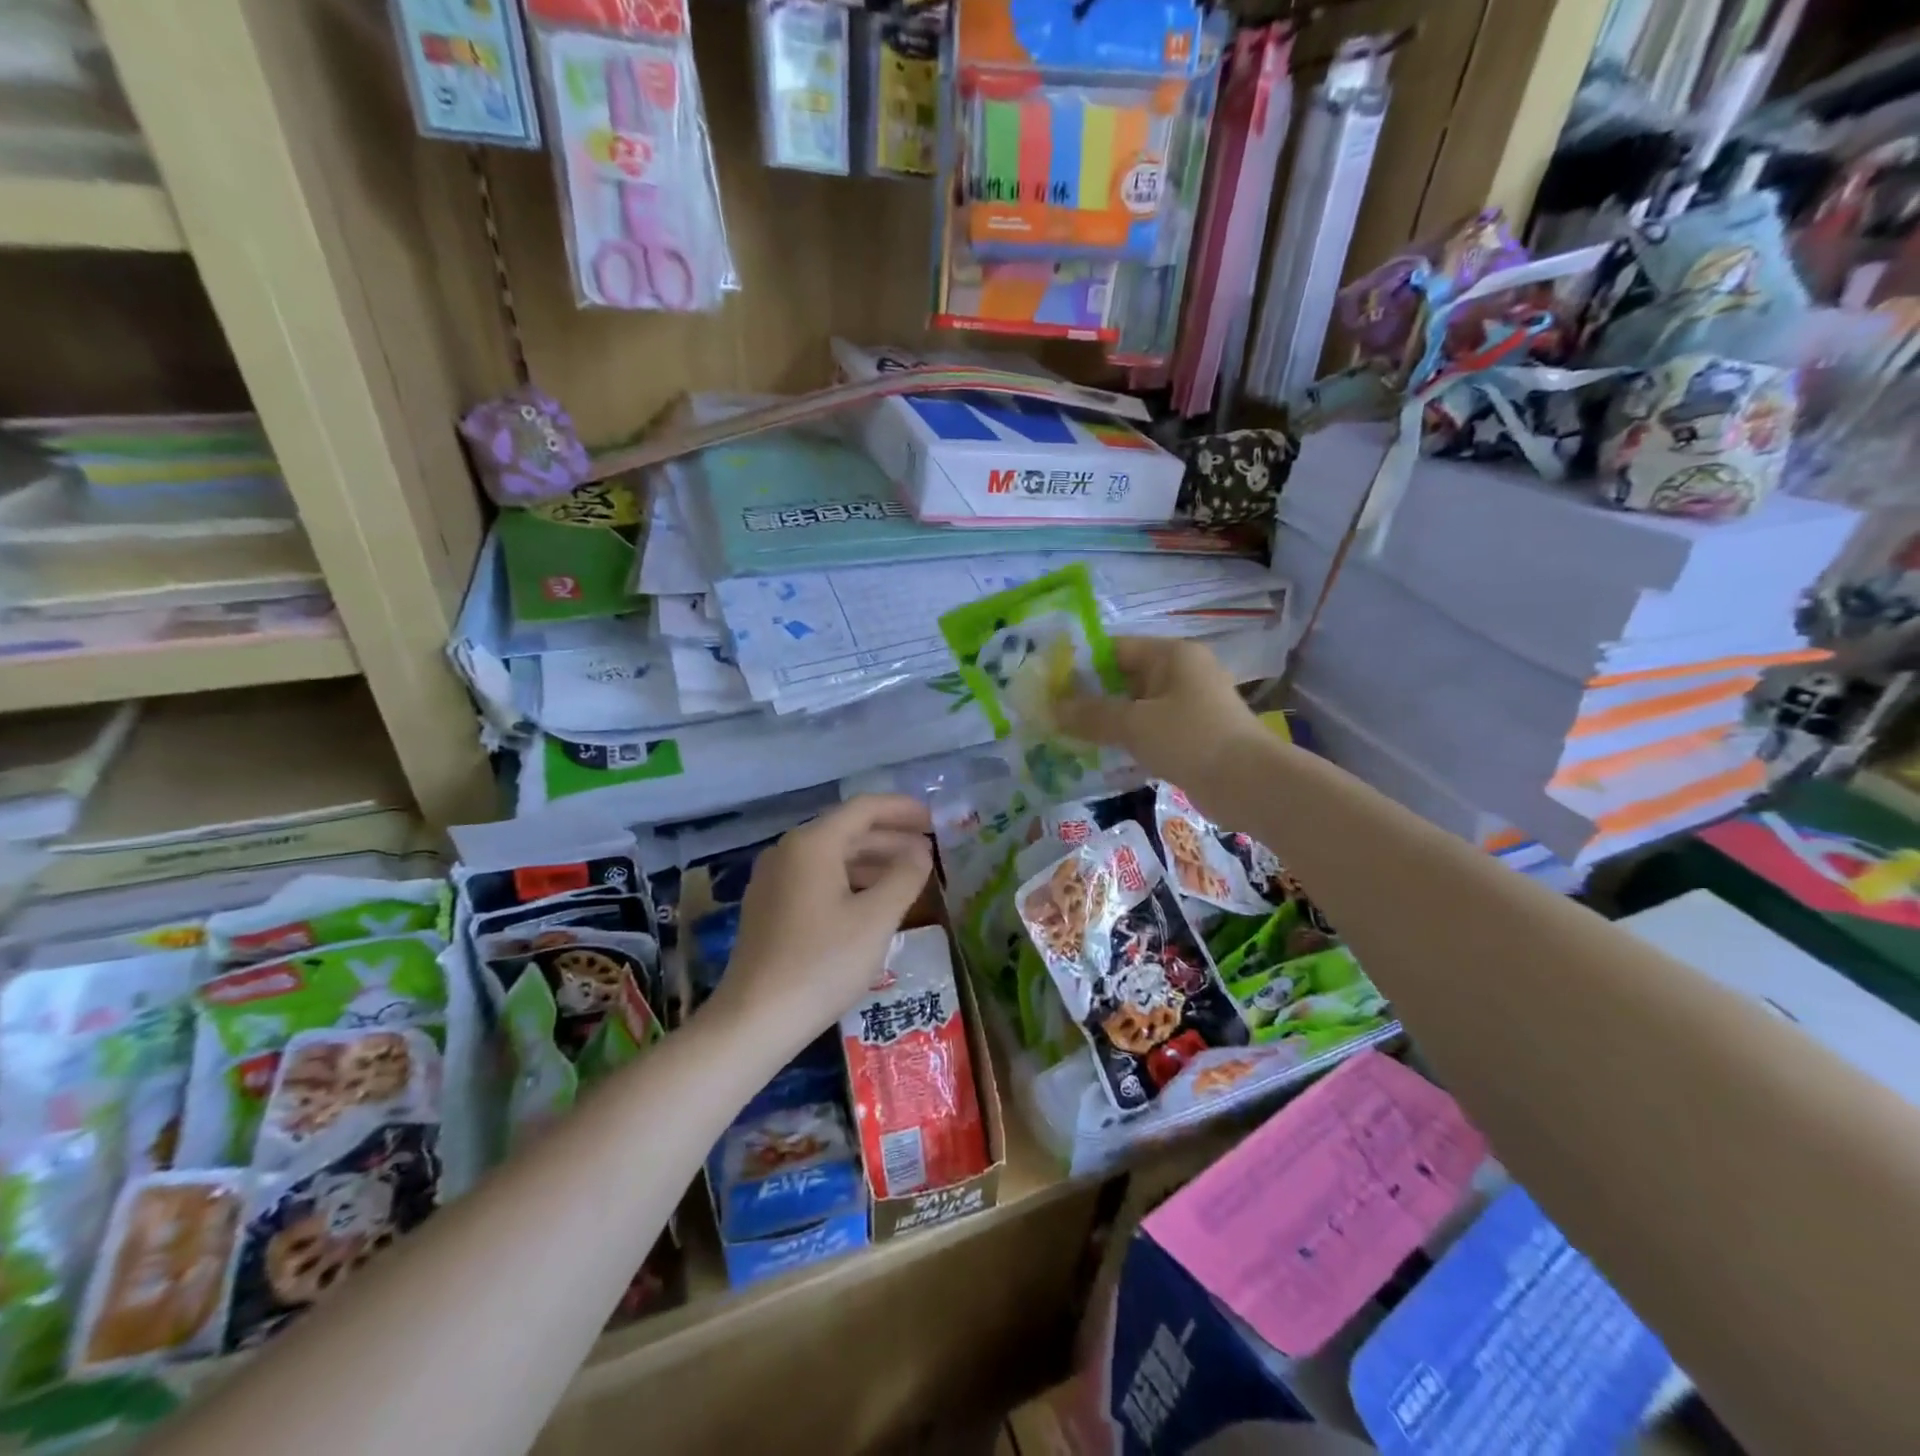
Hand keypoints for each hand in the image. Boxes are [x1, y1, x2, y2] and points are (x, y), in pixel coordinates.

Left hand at [707, 795, 933, 1054]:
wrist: (755, 1020)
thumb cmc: (822, 963)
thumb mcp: (876, 919)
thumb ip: (905, 876)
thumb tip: (920, 851)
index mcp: (812, 844)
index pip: (864, 808)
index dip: (903, 809)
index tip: (934, 821)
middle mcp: (787, 851)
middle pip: (847, 830)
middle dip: (891, 838)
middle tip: (929, 852)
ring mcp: (773, 880)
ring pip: (832, 856)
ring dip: (873, 861)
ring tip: (909, 877)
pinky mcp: (769, 907)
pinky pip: (817, 878)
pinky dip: (850, 881)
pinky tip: (872, 903)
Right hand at [1056, 637, 1265, 803]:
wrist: (1250, 785)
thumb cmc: (1191, 739)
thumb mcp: (1134, 724)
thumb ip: (1091, 715)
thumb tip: (1051, 709)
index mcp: (1171, 655)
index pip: (1115, 648)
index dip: (1080, 664)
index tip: (1048, 685)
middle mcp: (1180, 674)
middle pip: (1123, 679)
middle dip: (1088, 698)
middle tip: (1050, 715)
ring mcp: (1187, 707)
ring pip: (1134, 708)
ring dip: (1104, 723)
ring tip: (1065, 737)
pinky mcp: (1190, 737)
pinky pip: (1148, 732)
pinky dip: (1124, 742)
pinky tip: (1097, 758)